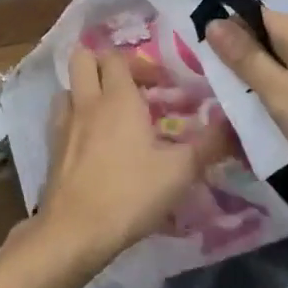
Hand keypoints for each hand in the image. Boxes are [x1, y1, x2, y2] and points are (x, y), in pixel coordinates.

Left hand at [36, 45, 221, 272]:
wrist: (74, 231)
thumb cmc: (130, 193)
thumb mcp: (180, 171)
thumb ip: (210, 144)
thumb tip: (235, 125)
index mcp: (117, 98)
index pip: (117, 57)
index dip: (139, 63)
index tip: (162, 84)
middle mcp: (87, 102)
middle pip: (83, 59)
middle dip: (104, 63)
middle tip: (130, 86)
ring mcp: (64, 124)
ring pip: (69, 87)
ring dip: (87, 90)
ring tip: (110, 112)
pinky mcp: (52, 148)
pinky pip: (61, 117)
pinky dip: (76, 118)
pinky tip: (93, 142)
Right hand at [205, 10, 287, 211]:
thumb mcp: (282, 95)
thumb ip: (246, 59)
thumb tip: (214, 22)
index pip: (250, 17)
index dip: (224, 36)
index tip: (203, 67)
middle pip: (265, 44)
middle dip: (241, 69)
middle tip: (218, 101)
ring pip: (282, 70)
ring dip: (262, 91)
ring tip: (242, 120)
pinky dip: (285, 105)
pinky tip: (277, 130)